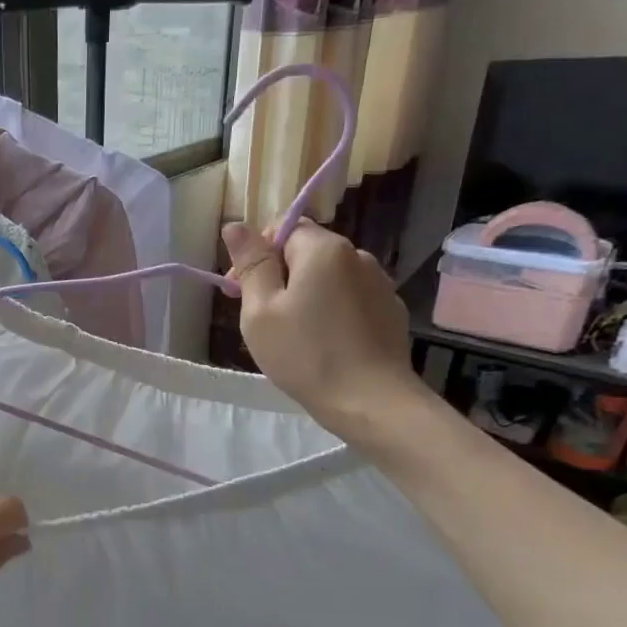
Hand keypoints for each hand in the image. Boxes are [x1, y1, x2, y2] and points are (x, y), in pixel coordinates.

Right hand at [223, 219, 430, 438]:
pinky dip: (332, 311)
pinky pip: (351, 299)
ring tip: (294, 334)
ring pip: (330, 277)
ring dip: (307, 294)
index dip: (256, 255)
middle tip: (262, 318)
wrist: (371, 402)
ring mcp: (379, 283)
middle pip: (307, 252)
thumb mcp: (261, 311)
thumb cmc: (305, 355)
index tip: (241, 291)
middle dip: (280, 275)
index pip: (283, 229)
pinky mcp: (390, 311)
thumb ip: (251, 264)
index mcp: (324, 249)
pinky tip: (325, 343)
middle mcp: (358, 255)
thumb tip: (236, 225)